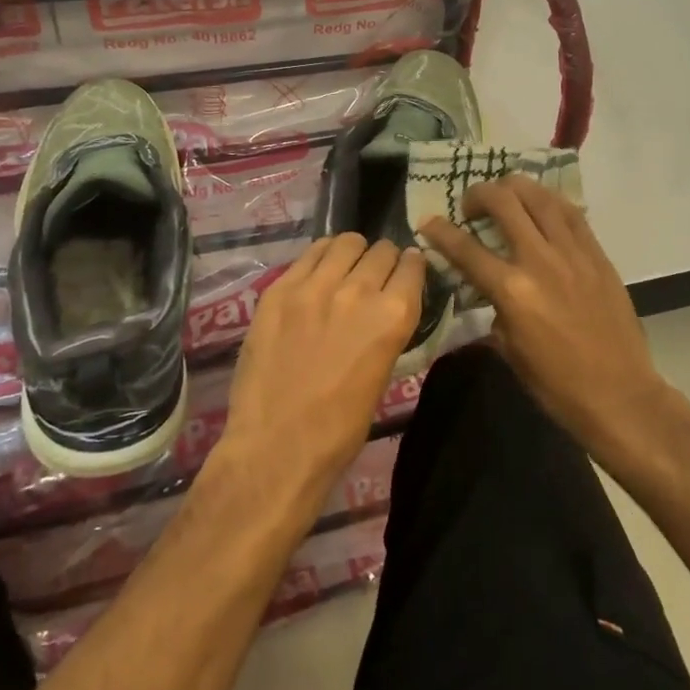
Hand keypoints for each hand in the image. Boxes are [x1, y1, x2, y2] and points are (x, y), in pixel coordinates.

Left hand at [214, 234, 425, 515]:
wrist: (277, 447)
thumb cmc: (340, 428)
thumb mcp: (383, 372)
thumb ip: (386, 328)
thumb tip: (386, 303)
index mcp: (392, 316)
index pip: (412, 265)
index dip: (411, 266)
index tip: (407, 269)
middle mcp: (358, 290)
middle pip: (381, 250)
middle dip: (384, 259)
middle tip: (375, 274)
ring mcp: (314, 285)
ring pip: (345, 242)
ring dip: (352, 253)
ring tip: (345, 267)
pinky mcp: (280, 288)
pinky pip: (309, 254)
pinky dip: (321, 258)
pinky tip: (318, 273)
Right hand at [419, 176, 667, 463]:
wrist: (620, 394)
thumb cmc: (557, 384)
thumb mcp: (509, 349)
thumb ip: (493, 309)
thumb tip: (485, 289)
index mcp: (512, 291)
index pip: (465, 249)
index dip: (441, 231)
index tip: (428, 221)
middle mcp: (539, 261)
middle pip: (503, 202)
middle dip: (478, 194)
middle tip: (471, 206)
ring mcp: (572, 253)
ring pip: (539, 196)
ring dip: (514, 188)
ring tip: (505, 196)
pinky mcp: (597, 254)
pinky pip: (571, 213)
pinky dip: (549, 202)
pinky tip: (541, 206)